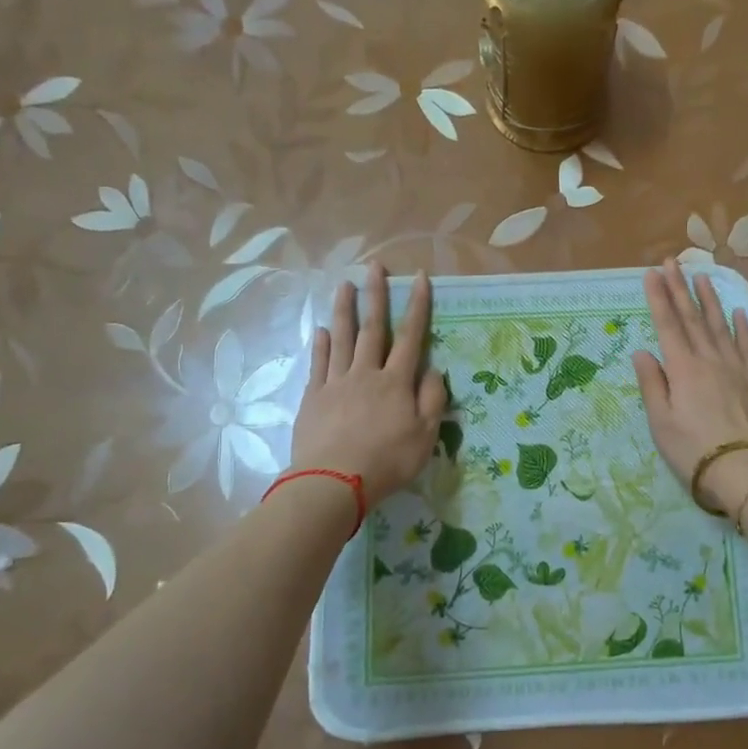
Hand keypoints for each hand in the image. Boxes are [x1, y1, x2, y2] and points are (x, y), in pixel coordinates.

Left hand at [290, 264, 446, 508]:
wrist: (333, 482)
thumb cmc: (387, 461)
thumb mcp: (425, 436)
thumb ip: (432, 400)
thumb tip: (434, 370)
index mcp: (396, 382)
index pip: (411, 336)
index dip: (417, 306)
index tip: (419, 278)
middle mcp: (366, 373)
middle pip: (372, 328)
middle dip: (375, 295)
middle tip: (373, 266)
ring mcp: (336, 383)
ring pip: (341, 338)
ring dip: (344, 309)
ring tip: (344, 284)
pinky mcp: (313, 397)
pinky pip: (318, 363)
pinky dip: (321, 344)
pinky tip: (321, 330)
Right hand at [633, 259, 747, 514]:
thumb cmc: (695, 451)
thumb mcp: (661, 423)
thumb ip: (652, 385)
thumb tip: (643, 352)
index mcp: (683, 369)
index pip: (668, 325)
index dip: (658, 298)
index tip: (652, 273)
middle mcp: (710, 360)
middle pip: (693, 318)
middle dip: (680, 288)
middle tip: (672, 262)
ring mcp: (738, 368)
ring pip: (721, 325)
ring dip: (710, 300)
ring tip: (703, 277)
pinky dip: (742, 326)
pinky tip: (739, 312)